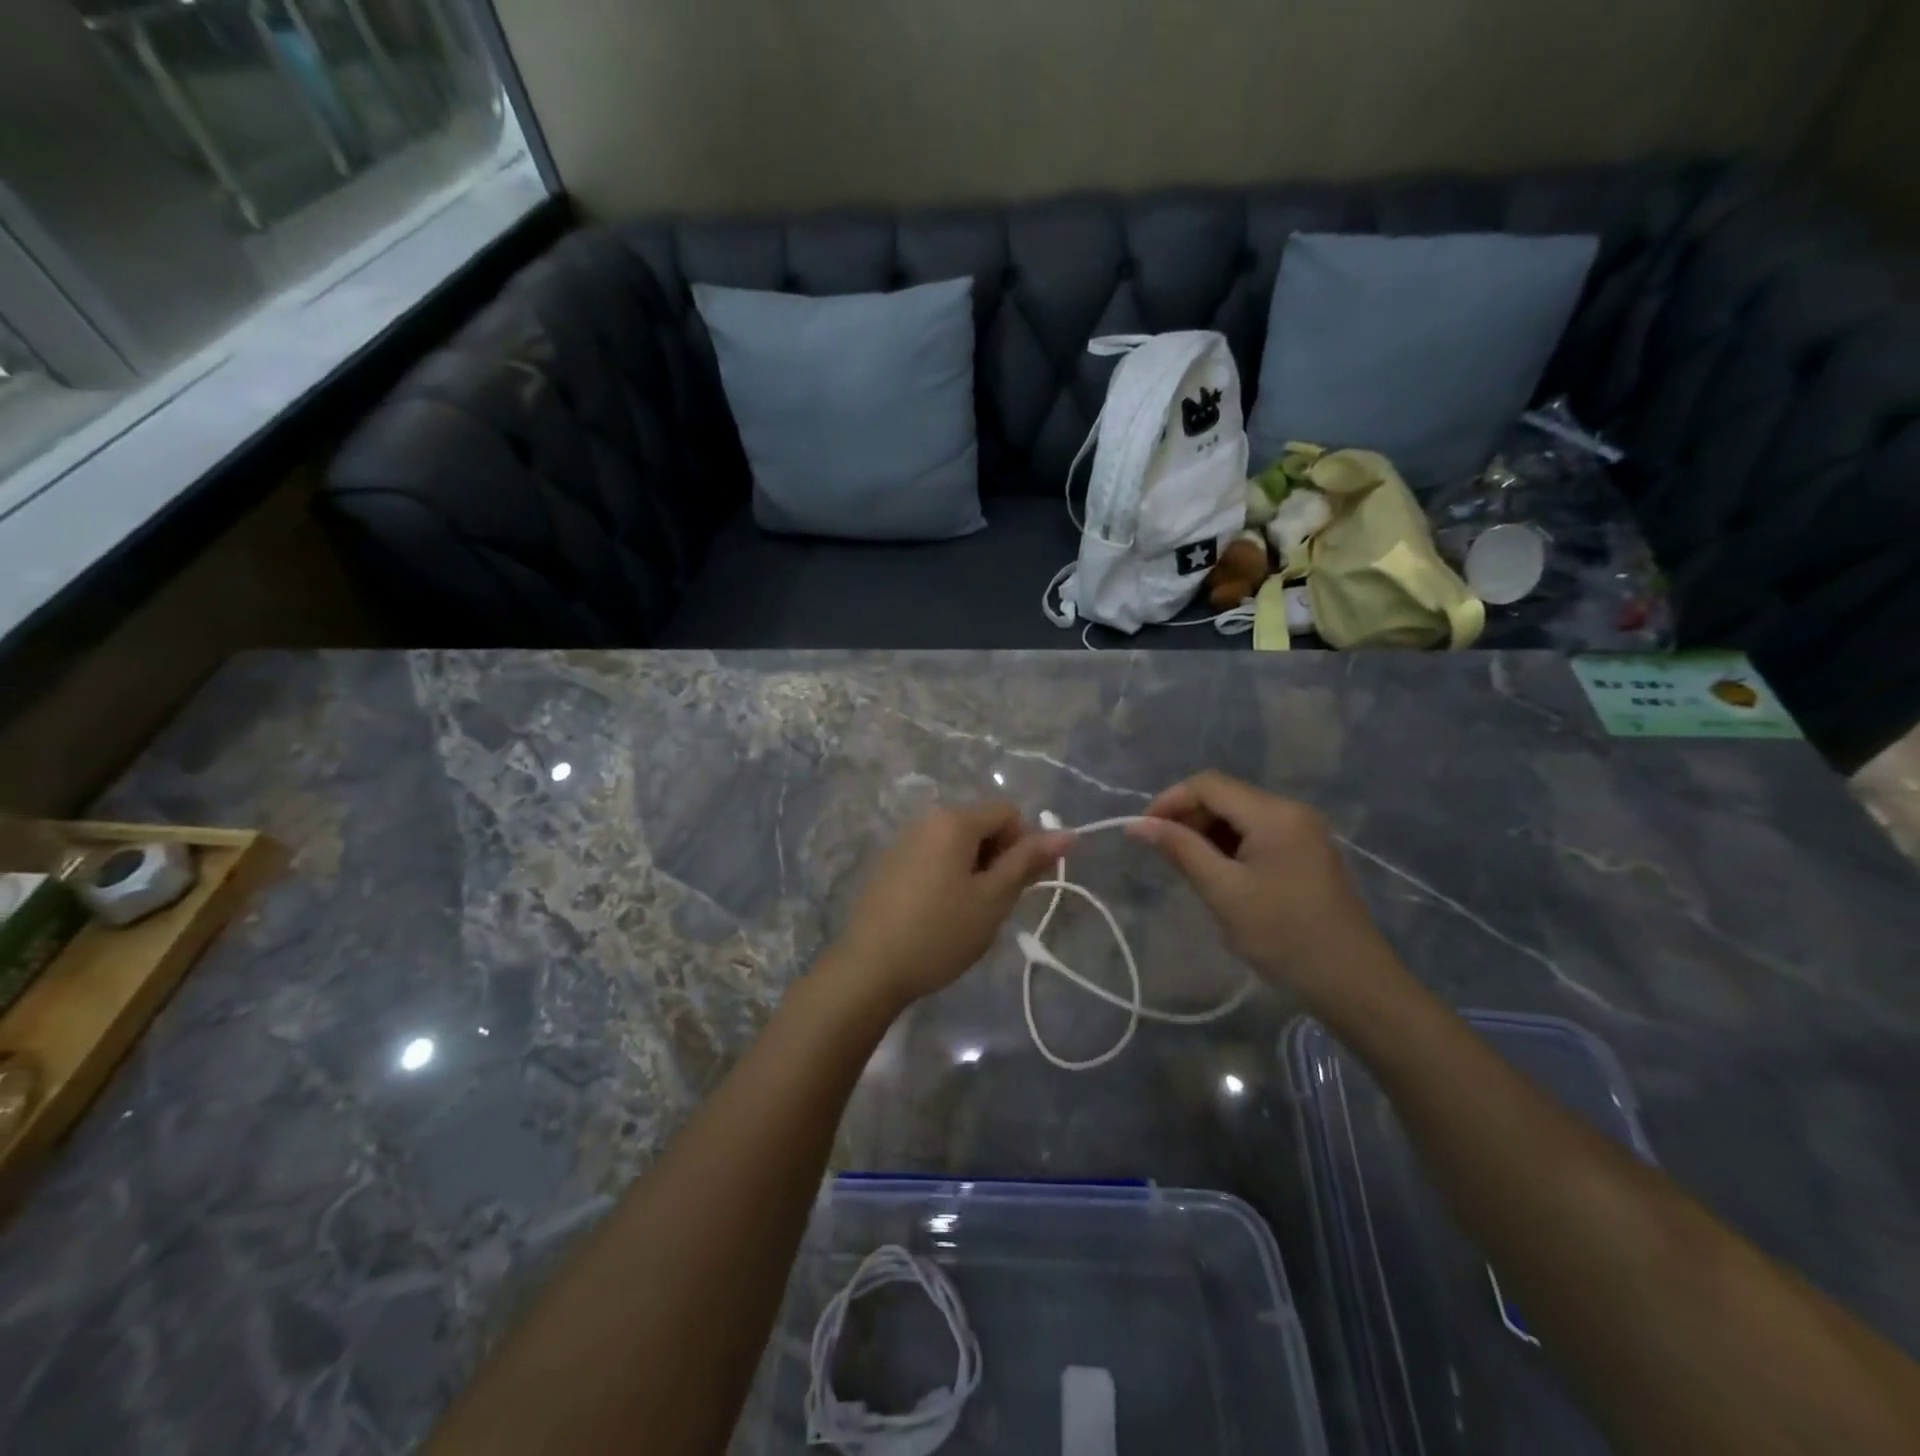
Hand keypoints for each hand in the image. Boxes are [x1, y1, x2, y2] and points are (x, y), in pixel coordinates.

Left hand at [828, 803, 1071, 1011]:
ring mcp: (903, 841)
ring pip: (958, 844)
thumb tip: (1067, 834)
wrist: (870, 968)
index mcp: (953, 820)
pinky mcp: (890, 864)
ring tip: (968, 913)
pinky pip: (934, 857)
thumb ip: (1028, 861)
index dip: (1024, 844)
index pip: (1007, 813)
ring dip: (975, 870)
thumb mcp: (993, 898)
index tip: (1018, 886)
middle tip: (995, 904)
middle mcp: (926, 820)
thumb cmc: (940, 932)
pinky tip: (940, 914)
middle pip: (981, 825)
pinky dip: (949, 876)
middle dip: (998, 858)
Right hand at [1127, 772, 1396, 1005]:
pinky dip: (1230, 845)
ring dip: (1207, 832)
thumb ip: (1180, 849)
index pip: (1209, 785)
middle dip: (1188, 817)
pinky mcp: (1307, 852)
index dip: (1169, 800)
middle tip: (1162, 853)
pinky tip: (1218, 874)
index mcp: (1274, 813)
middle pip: (1225, 796)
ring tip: (1186, 867)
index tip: (1142, 831)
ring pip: (1240, 815)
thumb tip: (1137, 824)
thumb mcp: (1223, 891)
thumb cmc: (1282, 935)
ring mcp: (1304, 831)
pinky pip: (1258, 834)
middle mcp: (1291, 811)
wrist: (1352, 982)